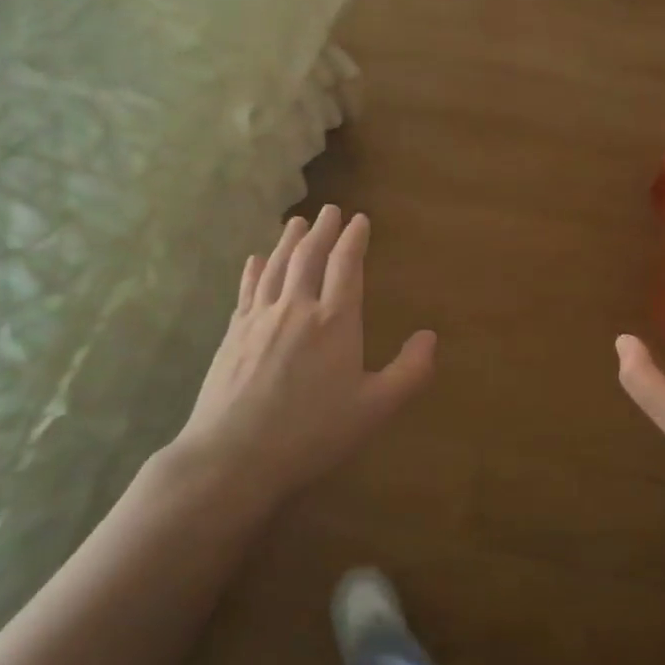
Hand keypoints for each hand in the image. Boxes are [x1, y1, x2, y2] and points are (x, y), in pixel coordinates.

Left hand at [159, 206, 435, 507]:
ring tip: (297, 222)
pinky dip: (255, 269)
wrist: (234, 455)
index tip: (359, 219)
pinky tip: (255, 260)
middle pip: (309, 257)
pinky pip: (248, 289)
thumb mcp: (374, 409)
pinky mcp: (234, 333)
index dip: (354, 239)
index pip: (347, 266)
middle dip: (323, 230)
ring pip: (277, 266)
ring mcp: (260, 318)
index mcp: (335, 322)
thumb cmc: (312, 433)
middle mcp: (297, 308)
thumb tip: (431, 337)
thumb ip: (408, 372)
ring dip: (289, 240)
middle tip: (329, 210)